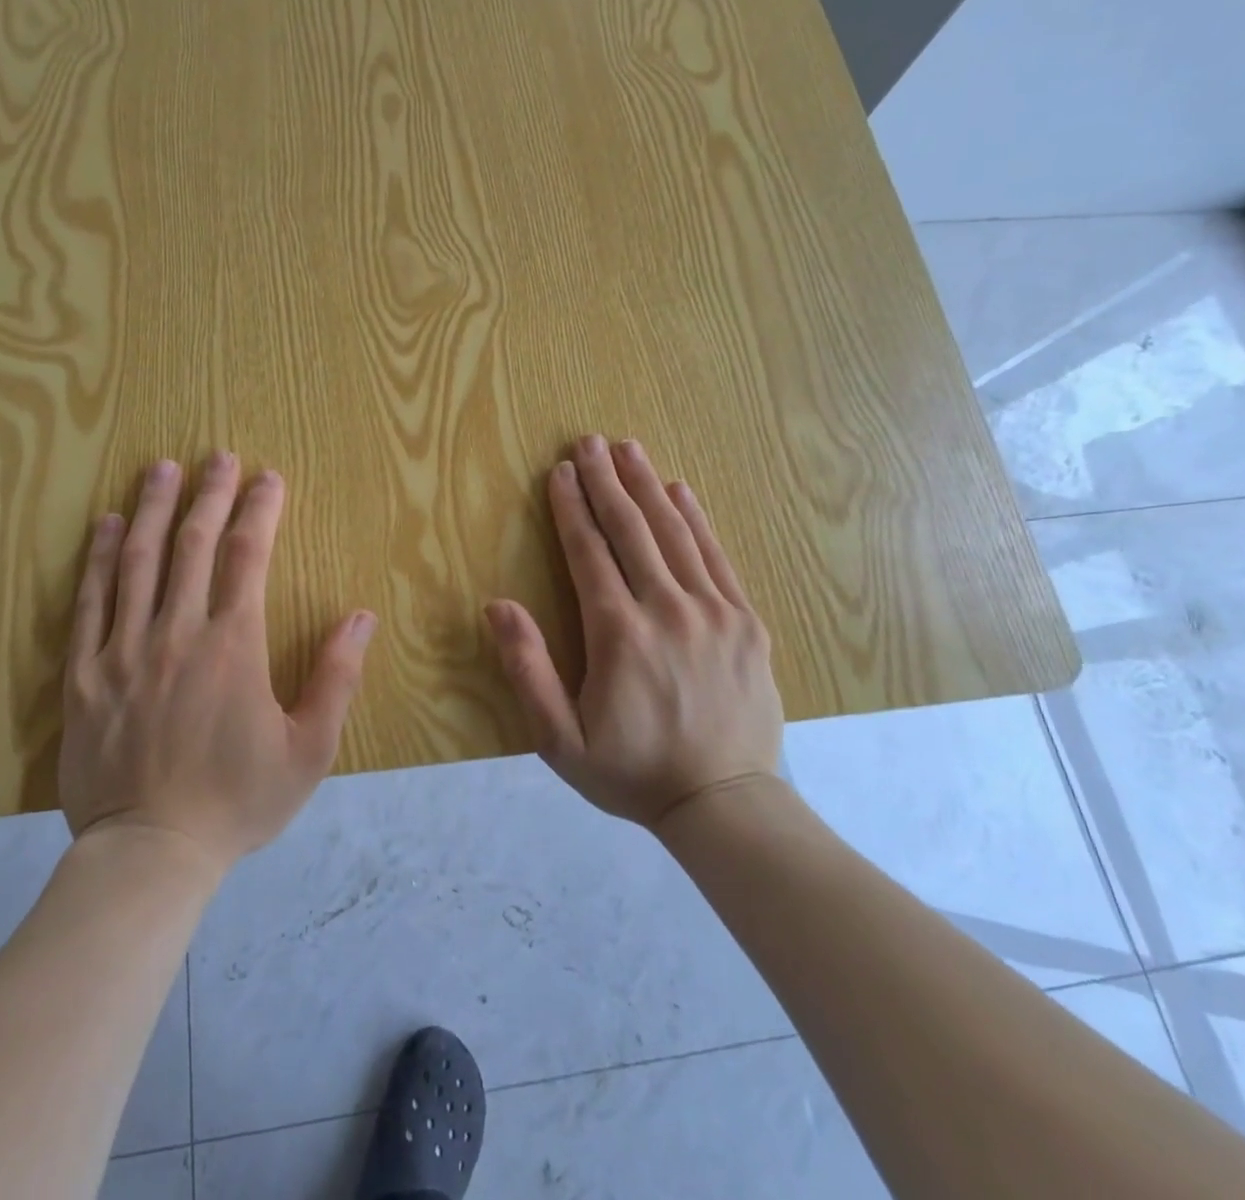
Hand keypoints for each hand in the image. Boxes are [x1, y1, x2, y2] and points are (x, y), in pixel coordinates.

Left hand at [60, 452, 376, 872]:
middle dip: (209, 494)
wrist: (150, 854)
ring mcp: (124, 649)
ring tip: (161, 469)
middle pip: (192, 544)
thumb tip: (361, 615)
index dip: (260, 510)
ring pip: (136, 561)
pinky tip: (104, 525)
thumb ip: (336, 678)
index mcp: (233, 645)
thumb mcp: (308, 750)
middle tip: (218, 455)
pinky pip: (90, 602)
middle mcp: (177, 632)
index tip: (268, 477)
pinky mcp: (85, 673)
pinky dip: (97, 558)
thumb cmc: (237, 801)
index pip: (247, 556)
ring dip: (151, 509)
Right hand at [485, 434, 783, 827]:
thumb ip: (528, 670)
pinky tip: (681, 490)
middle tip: (588, 441)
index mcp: (620, 634)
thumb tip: (498, 605)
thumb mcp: (560, 739)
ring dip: (648, 486)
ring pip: (675, 533)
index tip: (559, 471)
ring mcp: (715, 612)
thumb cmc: (632, 772)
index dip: (571, 508)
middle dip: (606, 480)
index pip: (589, 552)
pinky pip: (717, 557)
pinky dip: (696, 519)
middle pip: (631, 529)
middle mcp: (668, 610)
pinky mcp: (746, 622)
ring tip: (628, 449)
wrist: (727, 804)